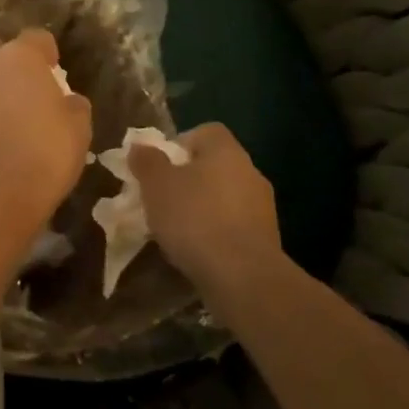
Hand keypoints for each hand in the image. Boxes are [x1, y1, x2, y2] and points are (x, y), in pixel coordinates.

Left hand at [0, 29, 91, 239]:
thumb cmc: (43, 154)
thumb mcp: (78, 130)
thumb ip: (74, 106)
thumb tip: (68, 101)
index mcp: (19, 58)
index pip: (36, 37)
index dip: (47, 52)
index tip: (55, 70)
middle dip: (9, 62)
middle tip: (26, 89)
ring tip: (7, 118)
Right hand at [129, 123, 286, 298]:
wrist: (243, 277)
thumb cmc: (195, 219)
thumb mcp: (156, 185)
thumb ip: (146, 161)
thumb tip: (140, 146)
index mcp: (226, 151)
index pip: (206, 131)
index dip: (180, 144)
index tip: (161, 167)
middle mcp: (250, 172)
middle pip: (215, 165)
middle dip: (189, 179)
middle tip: (163, 199)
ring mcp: (263, 207)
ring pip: (225, 197)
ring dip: (203, 207)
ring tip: (177, 230)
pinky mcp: (267, 239)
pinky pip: (234, 225)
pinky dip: (216, 232)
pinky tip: (198, 251)